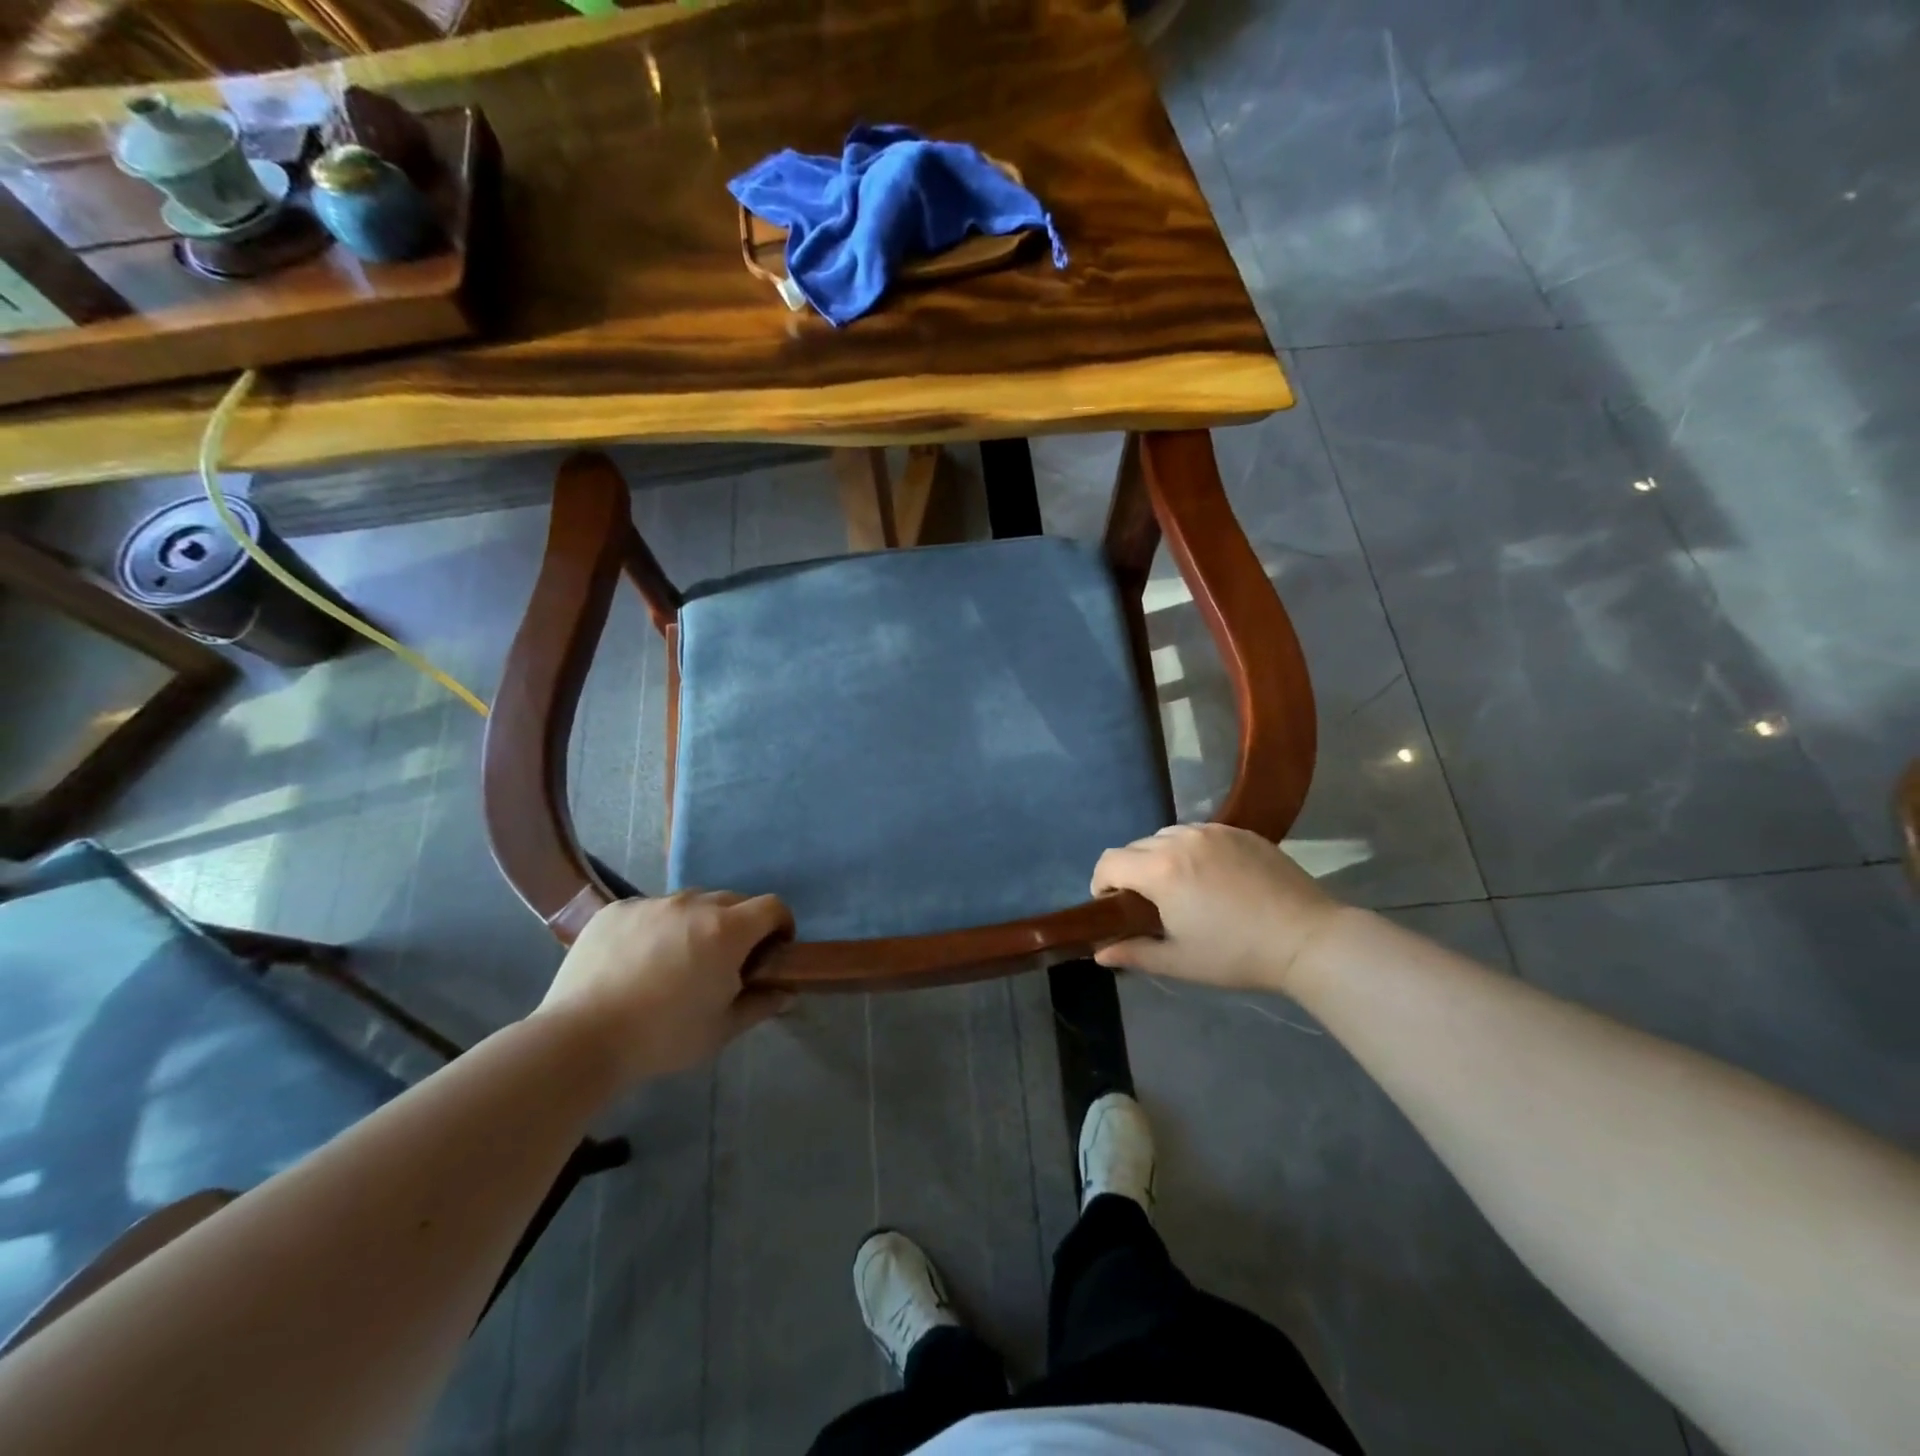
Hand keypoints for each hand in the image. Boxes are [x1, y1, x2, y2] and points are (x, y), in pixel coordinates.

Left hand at [534, 891, 793, 1085]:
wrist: (579, 1039)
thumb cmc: (662, 1037)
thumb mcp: (720, 1030)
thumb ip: (760, 1005)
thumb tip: (786, 992)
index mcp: (726, 930)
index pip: (772, 906)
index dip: (781, 925)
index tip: (773, 951)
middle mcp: (693, 904)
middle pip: (733, 901)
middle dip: (740, 925)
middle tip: (725, 962)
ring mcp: (652, 903)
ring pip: (690, 903)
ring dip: (698, 923)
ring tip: (678, 960)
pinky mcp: (617, 910)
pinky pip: (651, 909)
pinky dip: (657, 927)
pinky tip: (638, 961)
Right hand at [1090, 824, 1346, 996]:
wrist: (1307, 938)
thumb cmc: (1237, 954)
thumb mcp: (1180, 961)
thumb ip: (1134, 953)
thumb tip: (1100, 954)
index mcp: (1160, 869)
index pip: (1109, 862)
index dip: (1101, 883)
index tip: (1112, 906)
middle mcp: (1181, 839)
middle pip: (1136, 847)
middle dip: (1130, 871)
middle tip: (1148, 903)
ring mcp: (1213, 831)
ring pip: (1167, 835)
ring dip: (1160, 857)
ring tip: (1180, 887)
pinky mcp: (1240, 831)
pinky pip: (1199, 833)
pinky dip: (1191, 849)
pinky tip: (1212, 877)